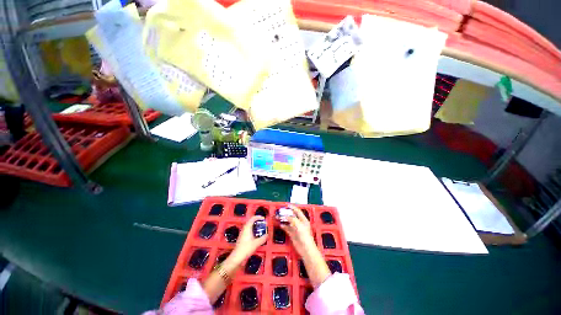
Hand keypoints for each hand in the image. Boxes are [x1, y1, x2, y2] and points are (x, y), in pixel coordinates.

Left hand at [231, 216, 267, 262]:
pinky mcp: (242, 237)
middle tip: (263, 224)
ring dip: (255, 226)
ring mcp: (242, 233)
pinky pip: (248, 230)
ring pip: (249, 226)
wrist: (237, 256)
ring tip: (260, 229)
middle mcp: (244, 228)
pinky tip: (256, 235)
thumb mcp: (256, 243)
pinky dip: (253, 230)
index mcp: (247, 227)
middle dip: (257, 221)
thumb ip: (263, 238)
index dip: (259, 217)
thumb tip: (267, 235)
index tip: (264, 219)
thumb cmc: (246, 248)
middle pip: (251, 221)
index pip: (253, 218)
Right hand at [279, 206, 315, 257]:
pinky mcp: (292, 234)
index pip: (297, 211)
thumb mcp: (299, 225)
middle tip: (280, 211)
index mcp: (303, 219)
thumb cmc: (305, 236)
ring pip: (288, 222)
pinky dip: (283, 226)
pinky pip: (287, 228)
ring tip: (278, 217)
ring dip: (283, 219)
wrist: (306, 249)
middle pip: (292, 216)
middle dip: (286, 213)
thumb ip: (292, 219)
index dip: (292, 207)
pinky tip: (280, 224)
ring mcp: (295, 228)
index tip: (286, 205)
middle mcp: (299, 223)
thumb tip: (286, 215)